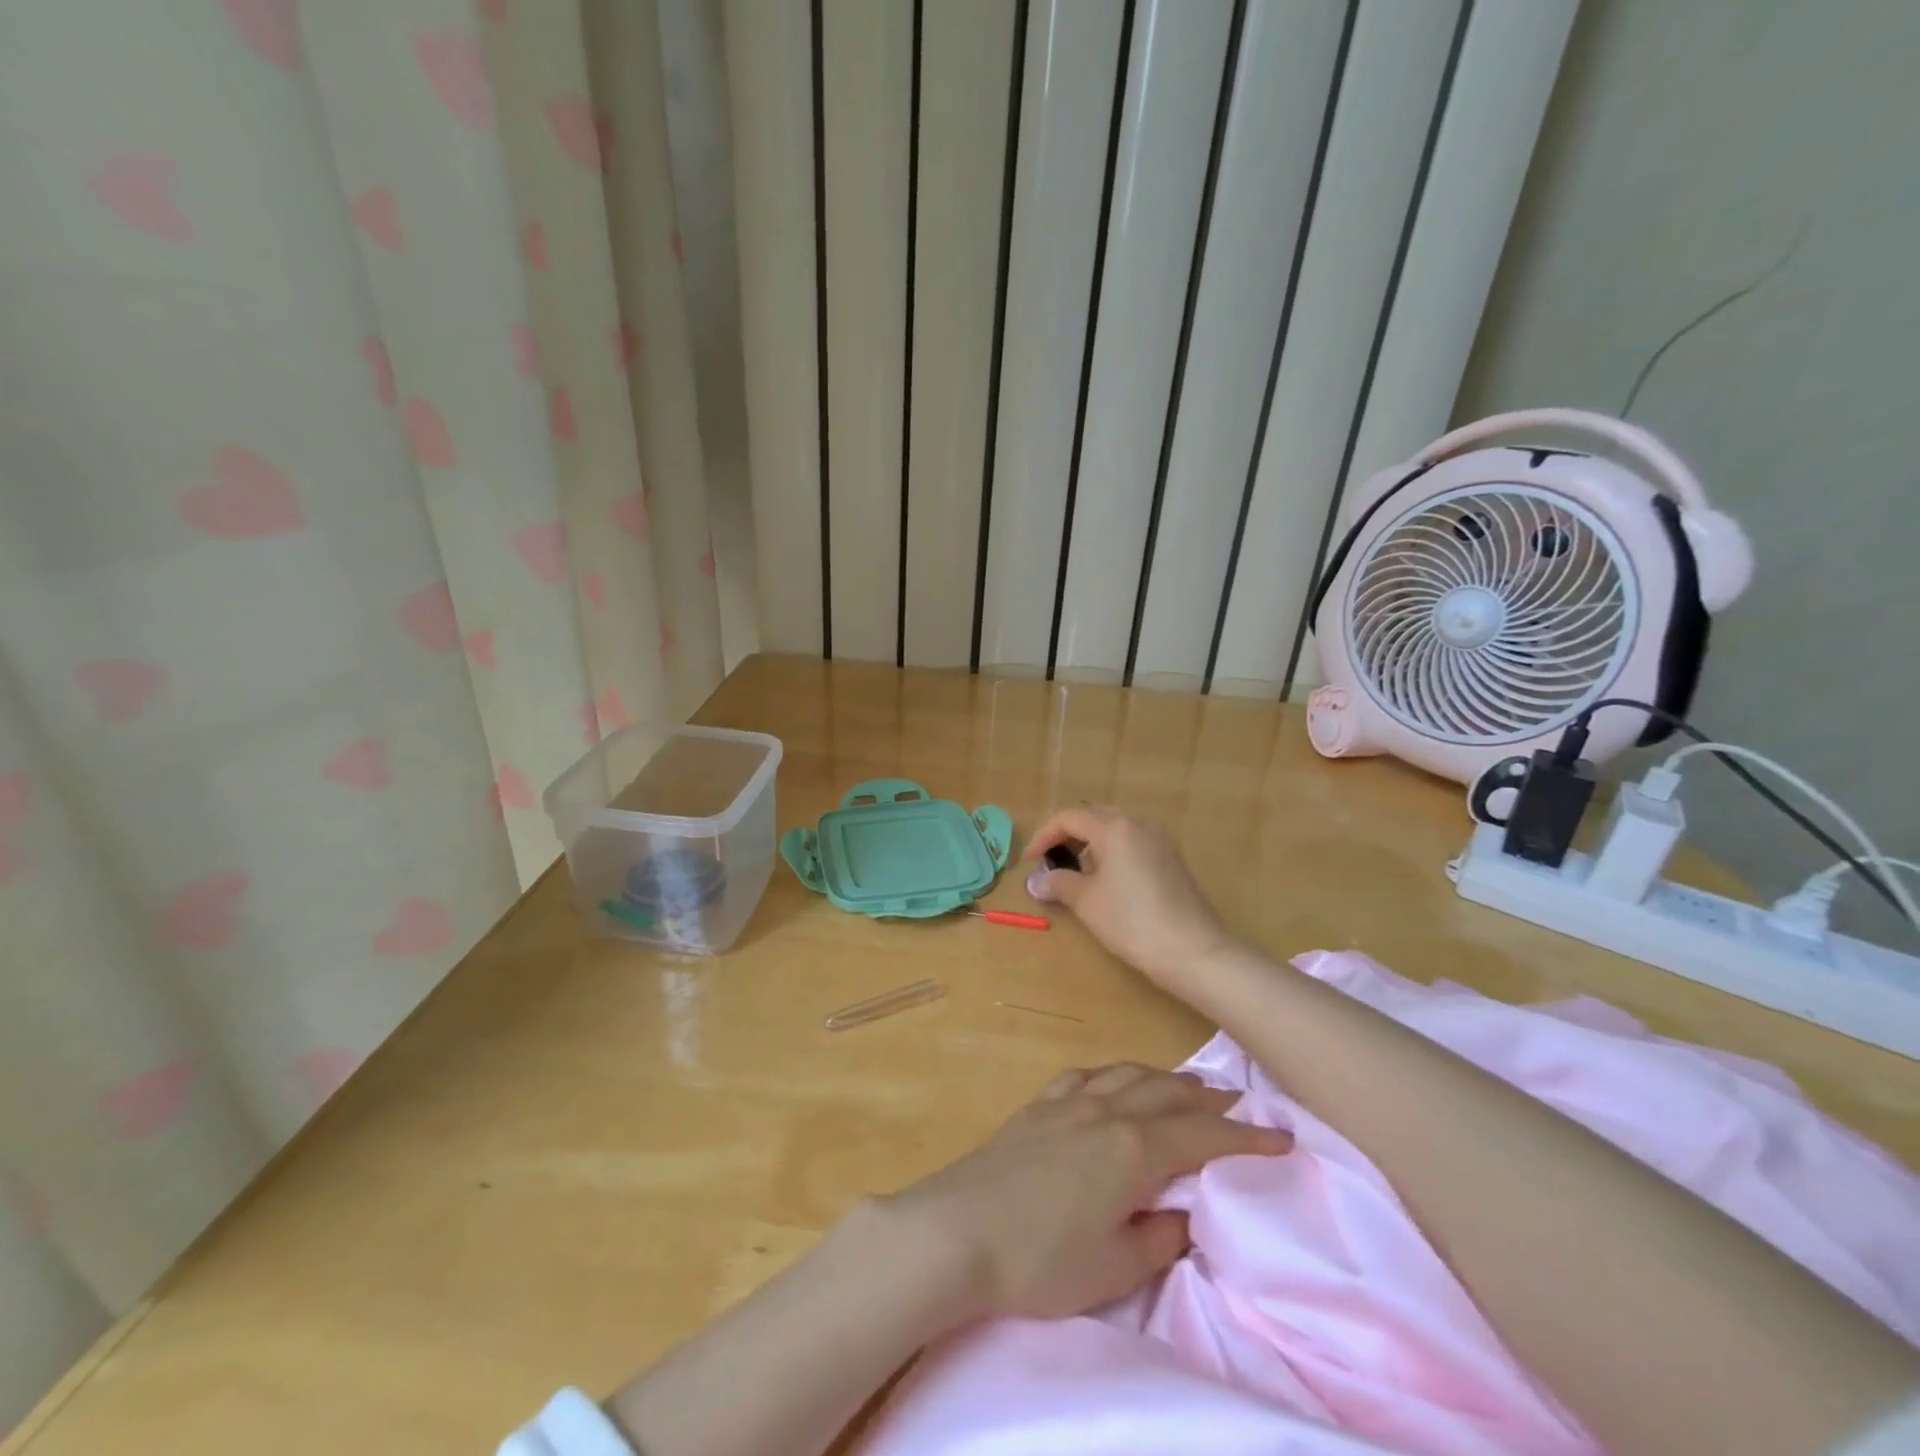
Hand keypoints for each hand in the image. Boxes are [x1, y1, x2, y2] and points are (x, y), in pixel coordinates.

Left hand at [884, 1063, 1290, 1320]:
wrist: (956, 1228)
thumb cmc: (1040, 1259)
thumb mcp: (1113, 1267)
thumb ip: (1159, 1238)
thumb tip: (1184, 1215)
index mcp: (1132, 1148)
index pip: (1202, 1135)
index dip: (1245, 1136)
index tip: (1281, 1137)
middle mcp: (1105, 1110)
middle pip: (1167, 1093)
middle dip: (1208, 1098)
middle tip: (1240, 1102)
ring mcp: (1067, 1102)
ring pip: (1128, 1075)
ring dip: (1163, 1079)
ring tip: (1185, 1087)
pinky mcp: (1037, 1106)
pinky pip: (1087, 1075)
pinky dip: (1114, 1075)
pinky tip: (1112, 1082)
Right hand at [1024, 807, 1235, 986]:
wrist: (1193, 951)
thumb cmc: (1132, 921)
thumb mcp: (1086, 902)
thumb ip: (1058, 884)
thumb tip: (1037, 881)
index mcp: (1115, 827)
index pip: (1068, 818)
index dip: (1043, 837)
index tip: (1029, 862)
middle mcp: (1139, 824)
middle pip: (1093, 818)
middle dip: (1068, 837)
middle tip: (1051, 863)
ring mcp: (1160, 840)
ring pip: (1115, 830)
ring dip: (1091, 846)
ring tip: (1078, 877)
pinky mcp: (1171, 859)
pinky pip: (1133, 844)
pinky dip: (1113, 854)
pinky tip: (1109, 883)